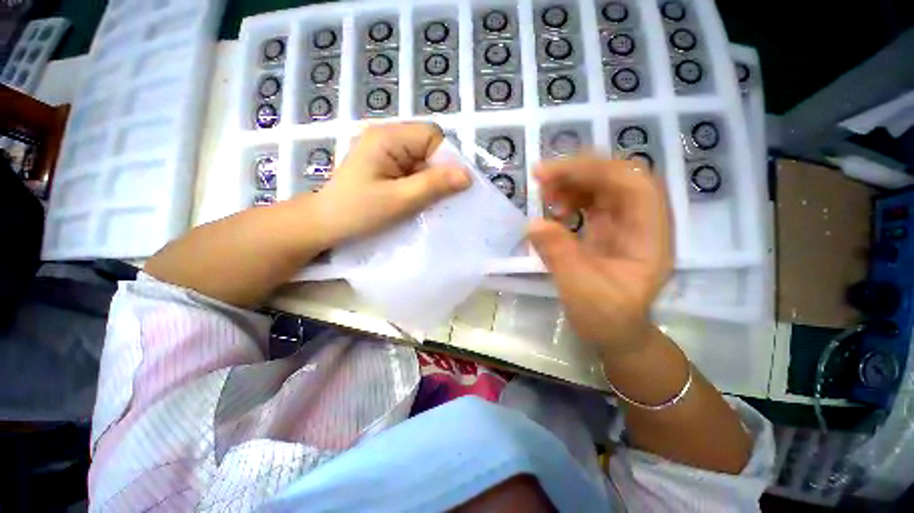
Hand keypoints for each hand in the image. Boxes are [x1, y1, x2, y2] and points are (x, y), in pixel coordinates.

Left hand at [312, 123, 469, 243]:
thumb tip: (468, 176)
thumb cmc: (357, 212)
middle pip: (429, 147)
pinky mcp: (386, 166)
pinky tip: (416, 201)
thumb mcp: (399, 200)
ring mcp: (386, 152)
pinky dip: (420, 186)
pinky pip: (413, 171)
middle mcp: (387, 138)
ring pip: (423, 161)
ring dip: (429, 182)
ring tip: (424, 203)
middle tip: (435, 199)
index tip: (448, 187)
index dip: (446, 159)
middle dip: (438, 173)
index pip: (432, 136)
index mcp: (388, 137)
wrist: (325, 224)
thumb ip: (433, 185)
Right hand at [529, 156, 672, 356]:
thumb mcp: (581, 290)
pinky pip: (591, 200)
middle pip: (617, 177)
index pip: (633, 184)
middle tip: (542, 177)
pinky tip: (554, 208)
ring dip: (572, 182)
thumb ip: (559, 255)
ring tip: (545, 194)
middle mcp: (642, 222)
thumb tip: (533, 223)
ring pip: (603, 185)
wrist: (614, 332)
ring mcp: (625, 223)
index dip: (596, 170)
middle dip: (579, 171)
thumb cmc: (606, 317)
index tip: (554, 174)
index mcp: (649, 236)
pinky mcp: (607, 227)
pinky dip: (570, 196)